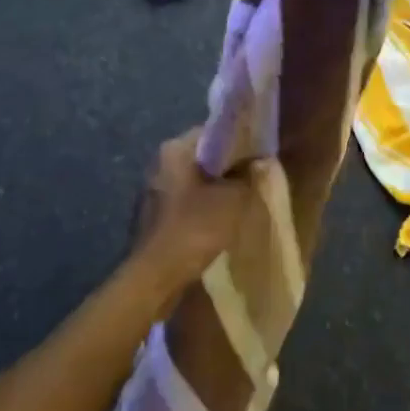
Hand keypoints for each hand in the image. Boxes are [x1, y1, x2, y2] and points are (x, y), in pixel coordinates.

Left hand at [130, 129, 270, 296]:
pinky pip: (183, 206)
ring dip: (214, 192)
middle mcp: (159, 164)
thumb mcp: (234, 199)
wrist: (155, 277)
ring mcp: (152, 192)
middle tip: (251, 180)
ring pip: (193, 183)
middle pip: (202, 158)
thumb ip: (248, 176)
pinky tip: (217, 225)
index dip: (238, 143)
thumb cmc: (194, 227)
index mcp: (174, 148)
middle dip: (226, 169)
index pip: (212, 133)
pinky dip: (200, 211)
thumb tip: (256, 164)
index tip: (257, 156)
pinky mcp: (152, 219)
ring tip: (238, 204)